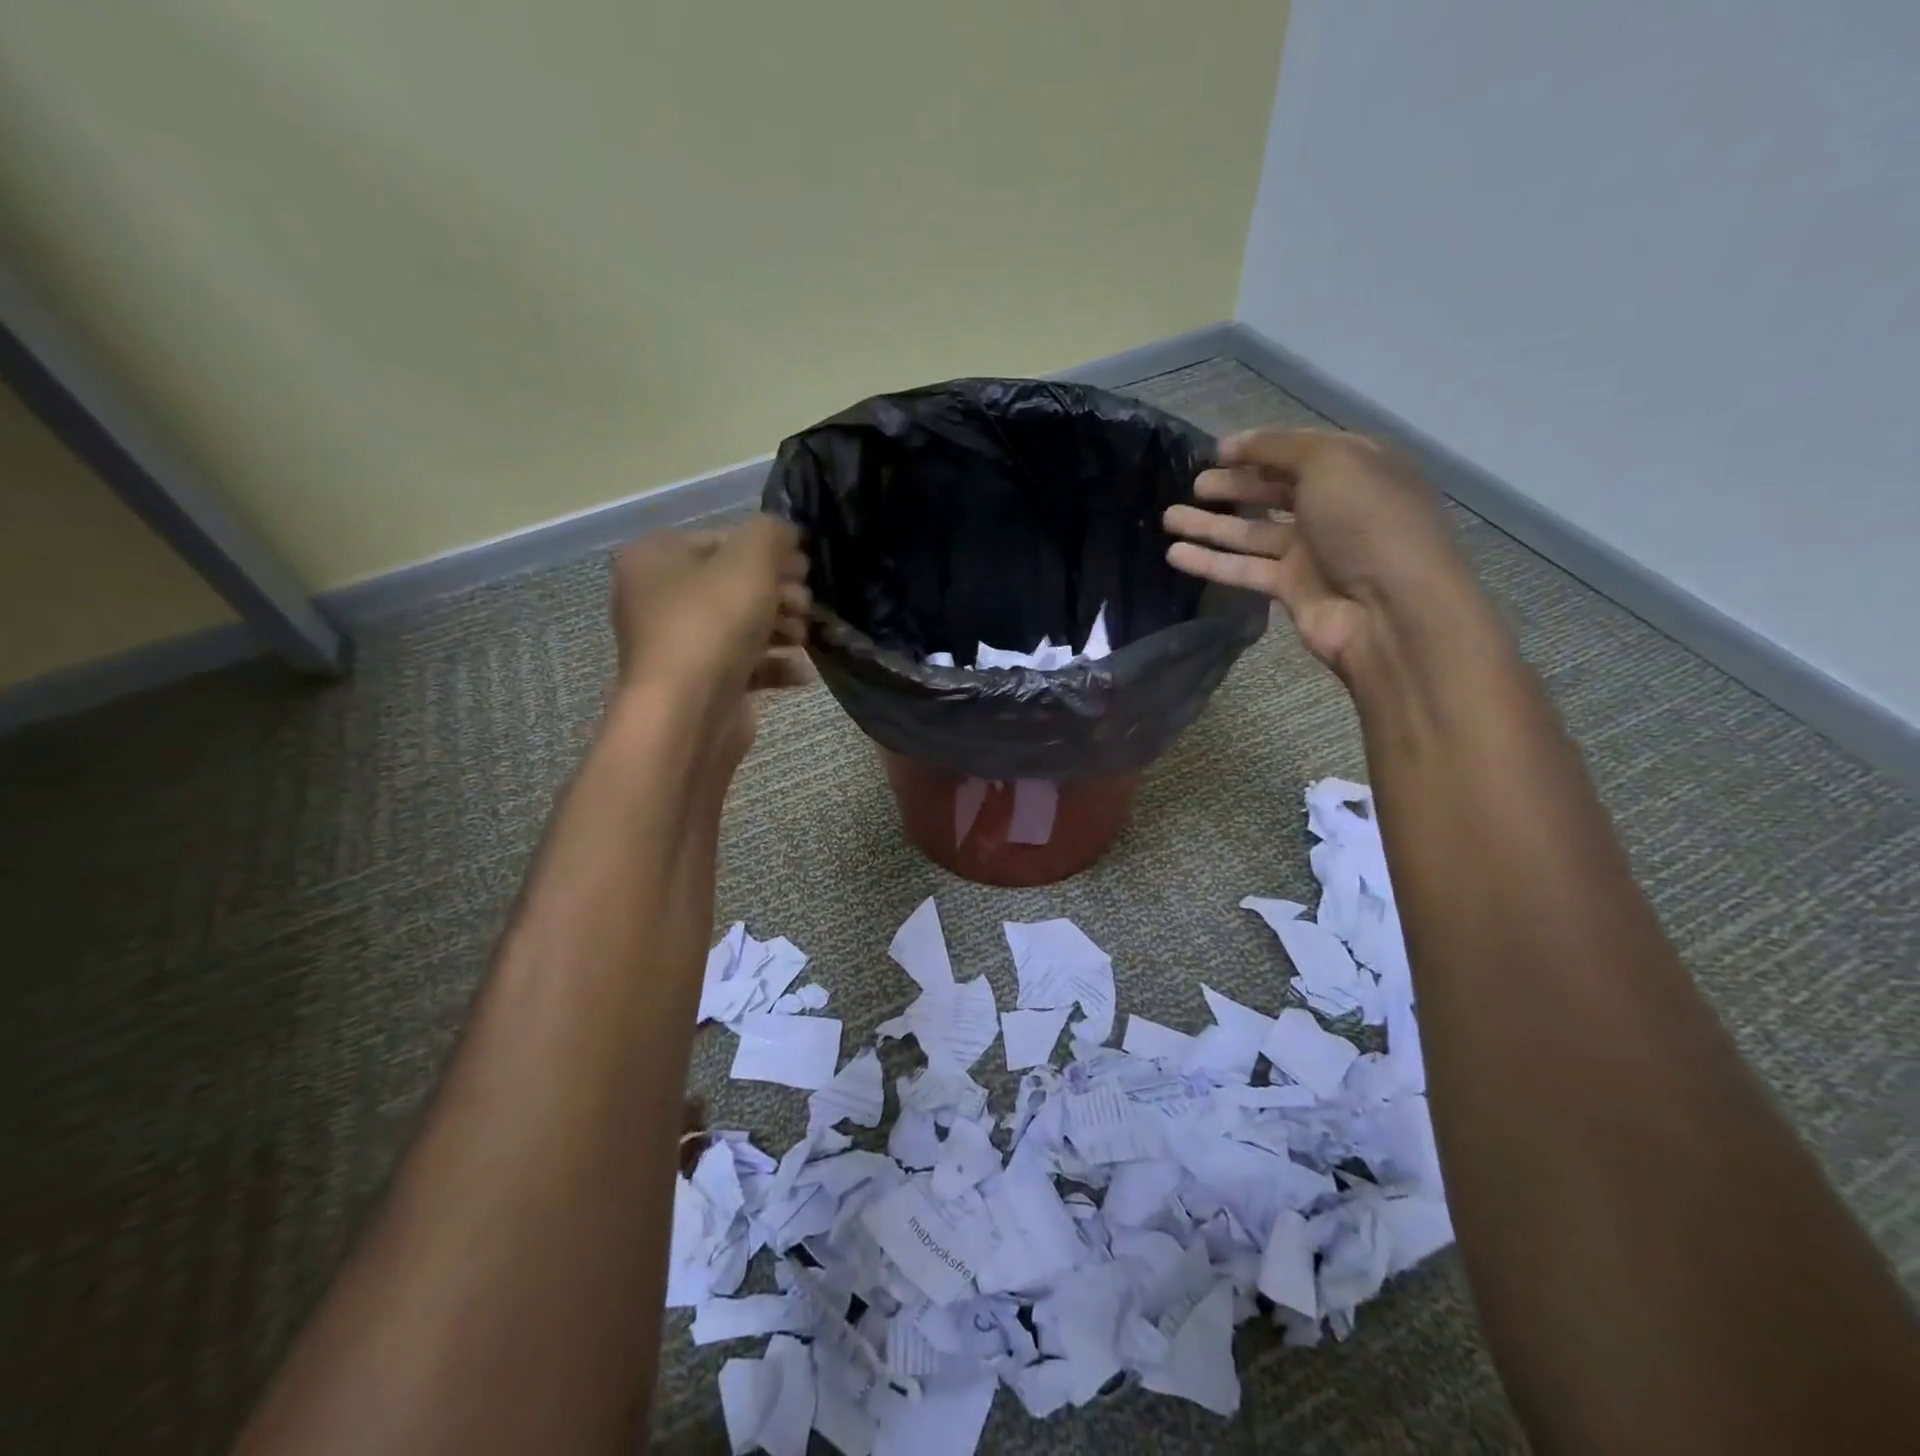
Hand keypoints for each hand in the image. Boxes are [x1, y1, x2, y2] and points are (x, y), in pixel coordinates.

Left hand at [610, 518, 811, 764]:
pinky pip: (744, 665)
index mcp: (656, 558)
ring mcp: (679, 645)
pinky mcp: (701, 684)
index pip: (722, 539)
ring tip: (804, 638)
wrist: (689, 711)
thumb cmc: (713, 622)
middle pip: (734, 584)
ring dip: (783, 629)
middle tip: (806, 604)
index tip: (804, 567)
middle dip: (780, 593)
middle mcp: (659, 598)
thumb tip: (785, 533)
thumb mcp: (749, 559)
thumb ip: (771, 533)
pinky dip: (775, 666)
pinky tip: (801, 672)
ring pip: (742, 626)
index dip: (769, 549)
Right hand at [1162, 428, 1481, 682]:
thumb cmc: (1367, 522)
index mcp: (1356, 469)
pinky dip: (1210, 561)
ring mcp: (1312, 551)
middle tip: (1195, 483)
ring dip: (1210, 523)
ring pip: (1251, 531)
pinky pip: (1243, 568)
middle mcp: (1334, 508)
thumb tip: (1235, 444)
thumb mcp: (1331, 462)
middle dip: (1234, 485)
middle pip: (1274, 490)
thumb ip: (1281, 447)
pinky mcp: (1291, 588)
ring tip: (1169, 517)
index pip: (1300, 450)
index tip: (1217, 451)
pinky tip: (1175, 554)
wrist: (1389, 610)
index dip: (1259, 447)